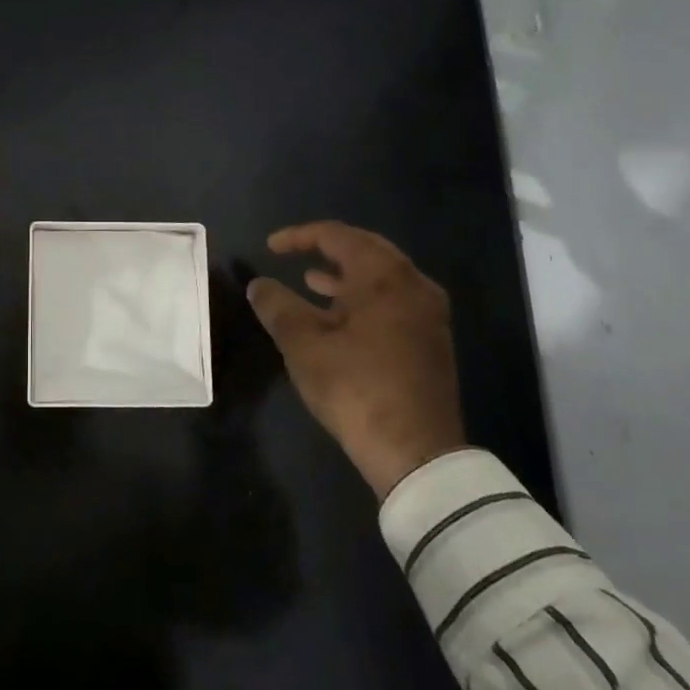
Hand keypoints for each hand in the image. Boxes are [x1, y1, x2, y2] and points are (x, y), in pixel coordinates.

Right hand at [246, 221, 466, 498]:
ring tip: (310, 281)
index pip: (338, 236)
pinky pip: (393, 300)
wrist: (416, 453)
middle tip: (294, 253)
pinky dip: (362, 297)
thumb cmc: (356, 389)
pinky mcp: (430, 340)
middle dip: (327, 248)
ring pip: (382, 277)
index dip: (299, 236)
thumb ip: (278, 307)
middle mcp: (414, 285)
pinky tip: (339, 317)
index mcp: (385, 278)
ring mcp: (428, 314)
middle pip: (367, 249)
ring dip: (345, 275)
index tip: (270, 247)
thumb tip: (258, 285)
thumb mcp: (304, 346)